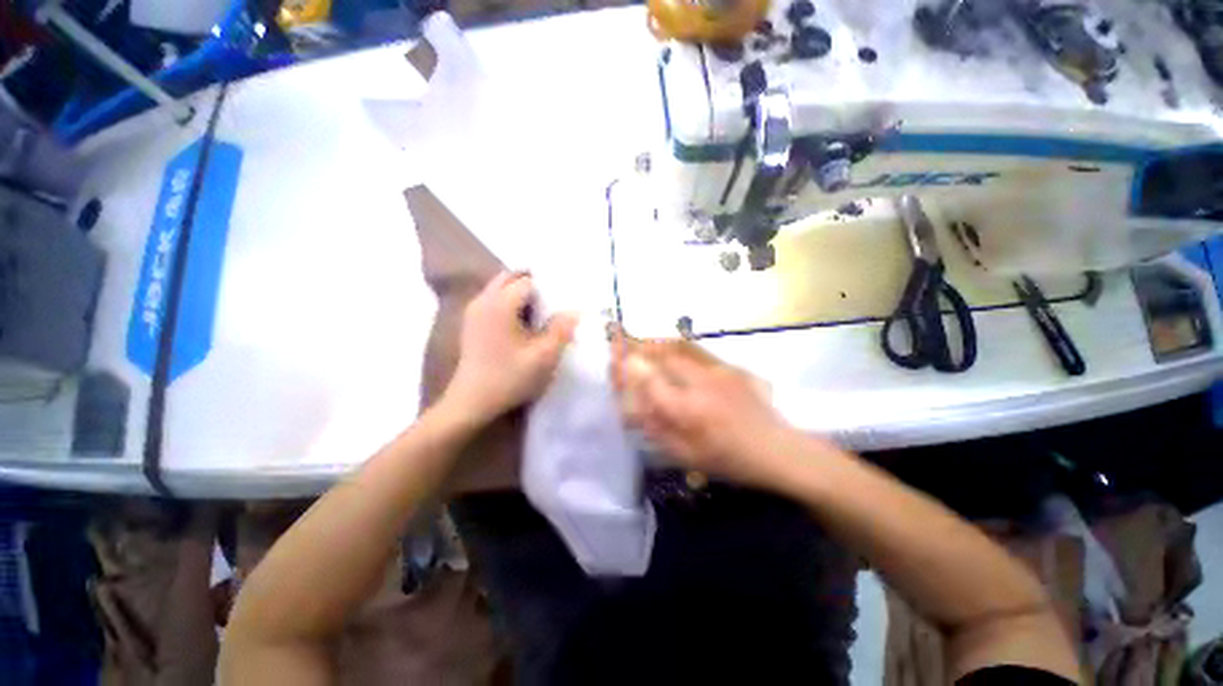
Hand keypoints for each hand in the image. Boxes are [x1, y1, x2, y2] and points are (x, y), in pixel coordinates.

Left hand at [444, 272, 576, 422]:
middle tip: (553, 298)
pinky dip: (510, 301)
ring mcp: (474, 311)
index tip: (563, 299)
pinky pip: (493, 299)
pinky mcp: (472, 322)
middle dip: (532, 282)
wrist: (472, 401)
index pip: (528, 282)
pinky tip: (522, 321)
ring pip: (500, 287)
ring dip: (520, 291)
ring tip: (541, 309)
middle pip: (510, 277)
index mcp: (500, 305)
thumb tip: (575, 311)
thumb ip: (561, 330)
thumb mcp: (544, 356)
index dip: (548, 288)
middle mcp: (484, 300)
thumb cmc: (510, 378)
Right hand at [610, 330, 799, 488]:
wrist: (777, 449)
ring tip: (639, 341)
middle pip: (662, 356)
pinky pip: (696, 351)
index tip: (613, 359)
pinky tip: (669, 350)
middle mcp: (701, 383)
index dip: (628, 368)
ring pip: (678, 348)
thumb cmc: (728, 460)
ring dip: (656, 343)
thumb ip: (656, 428)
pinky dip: (676, 347)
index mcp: (689, 411)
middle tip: (620, 341)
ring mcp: (718, 370)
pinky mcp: (730, 366)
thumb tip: (630, 407)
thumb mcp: (686, 455)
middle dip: (638, 346)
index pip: (649, 381)